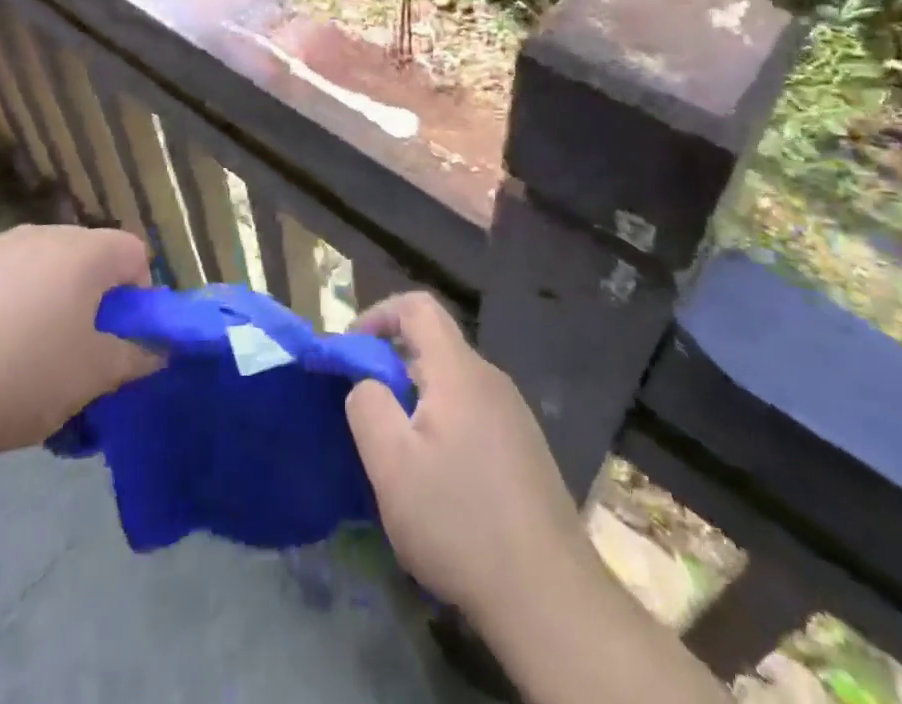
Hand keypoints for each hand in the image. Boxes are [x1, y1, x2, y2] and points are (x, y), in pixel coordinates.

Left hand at [0, 224, 157, 469]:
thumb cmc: (18, 377)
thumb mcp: (91, 377)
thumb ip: (135, 357)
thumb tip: (158, 349)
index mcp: (82, 251)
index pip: (134, 252)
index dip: (138, 294)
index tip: (119, 337)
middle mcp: (41, 234)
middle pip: (88, 256)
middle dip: (94, 297)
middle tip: (79, 349)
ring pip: (44, 267)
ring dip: (52, 299)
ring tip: (30, 353)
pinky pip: (3, 278)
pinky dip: (10, 304)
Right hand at [345, 292, 592, 630]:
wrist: (550, 596)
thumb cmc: (460, 522)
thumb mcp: (392, 466)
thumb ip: (367, 407)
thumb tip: (367, 382)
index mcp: (459, 371)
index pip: (418, 306)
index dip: (378, 314)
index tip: (351, 350)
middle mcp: (491, 380)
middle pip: (435, 345)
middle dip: (393, 365)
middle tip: (368, 412)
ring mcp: (514, 415)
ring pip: (453, 383)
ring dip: (418, 400)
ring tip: (400, 453)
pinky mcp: (525, 449)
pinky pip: (473, 413)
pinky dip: (444, 424)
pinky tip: (440, 481)